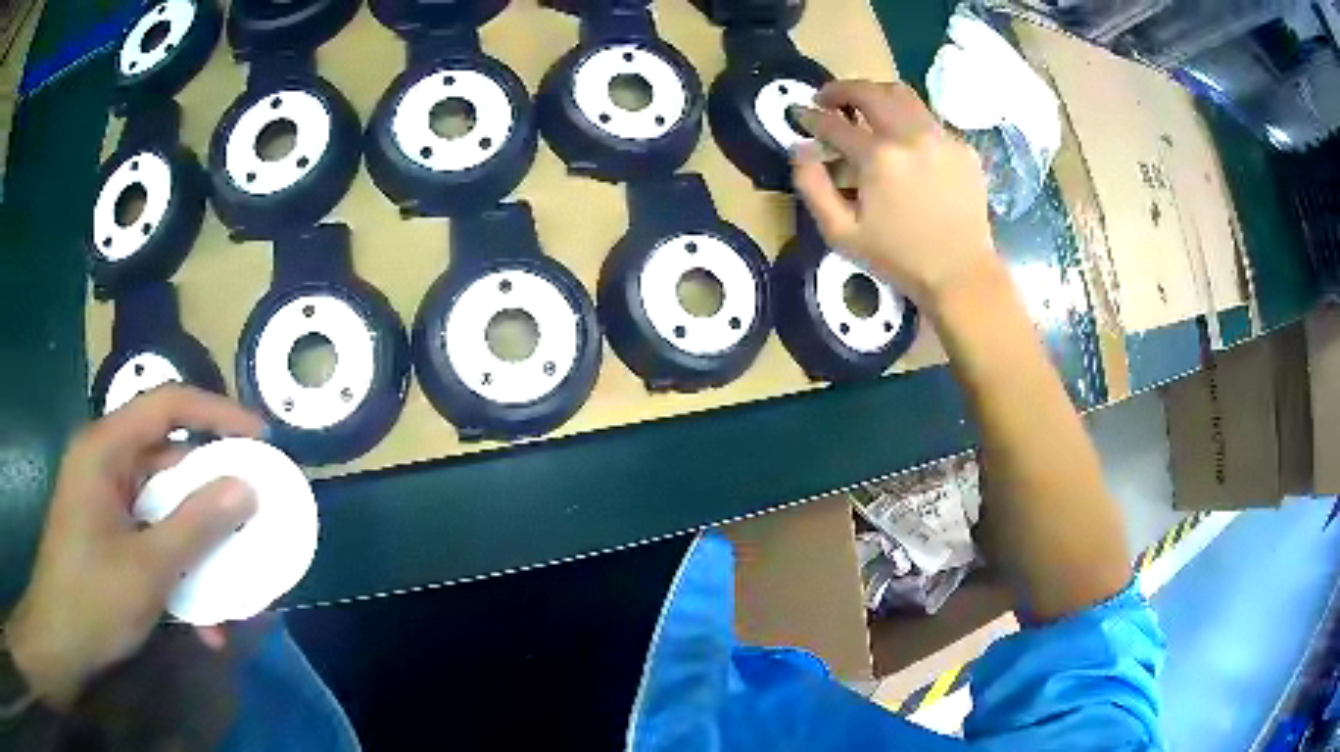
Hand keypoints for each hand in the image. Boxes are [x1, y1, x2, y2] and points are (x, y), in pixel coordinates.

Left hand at [4, 386, 263, 707]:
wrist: (64, 639)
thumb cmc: (93, 597)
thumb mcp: (147, 568)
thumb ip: (195, 525)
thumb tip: (246, 488)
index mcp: (107, 450)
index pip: (167, 405)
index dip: (216, 413)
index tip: (259, 437)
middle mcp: (107, 465)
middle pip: (168, 461)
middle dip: (212, 494)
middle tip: (254, 512)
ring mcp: (108, 503)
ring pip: (164, 509)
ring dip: (199, 547)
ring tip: (237, 584)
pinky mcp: (111, 536)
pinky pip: (152, 540)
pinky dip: (179, 572)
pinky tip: (204, 623)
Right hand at [793, 80, 999, 306]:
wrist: (960, 273)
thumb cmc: (898, 257)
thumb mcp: (841, 233)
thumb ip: (812, 186)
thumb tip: (799, 149)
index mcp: (878, 157)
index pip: (833, 124)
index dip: (810, 117)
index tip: (800, 115)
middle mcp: (910, 135)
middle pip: (869, 91)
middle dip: (841, 89)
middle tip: (827, 99)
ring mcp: (941, 137)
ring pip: (903, 94)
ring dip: (876, 94)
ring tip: (864, 107)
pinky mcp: (962, 147)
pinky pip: (928, 120)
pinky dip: (908, 121)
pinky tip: (903, 142)